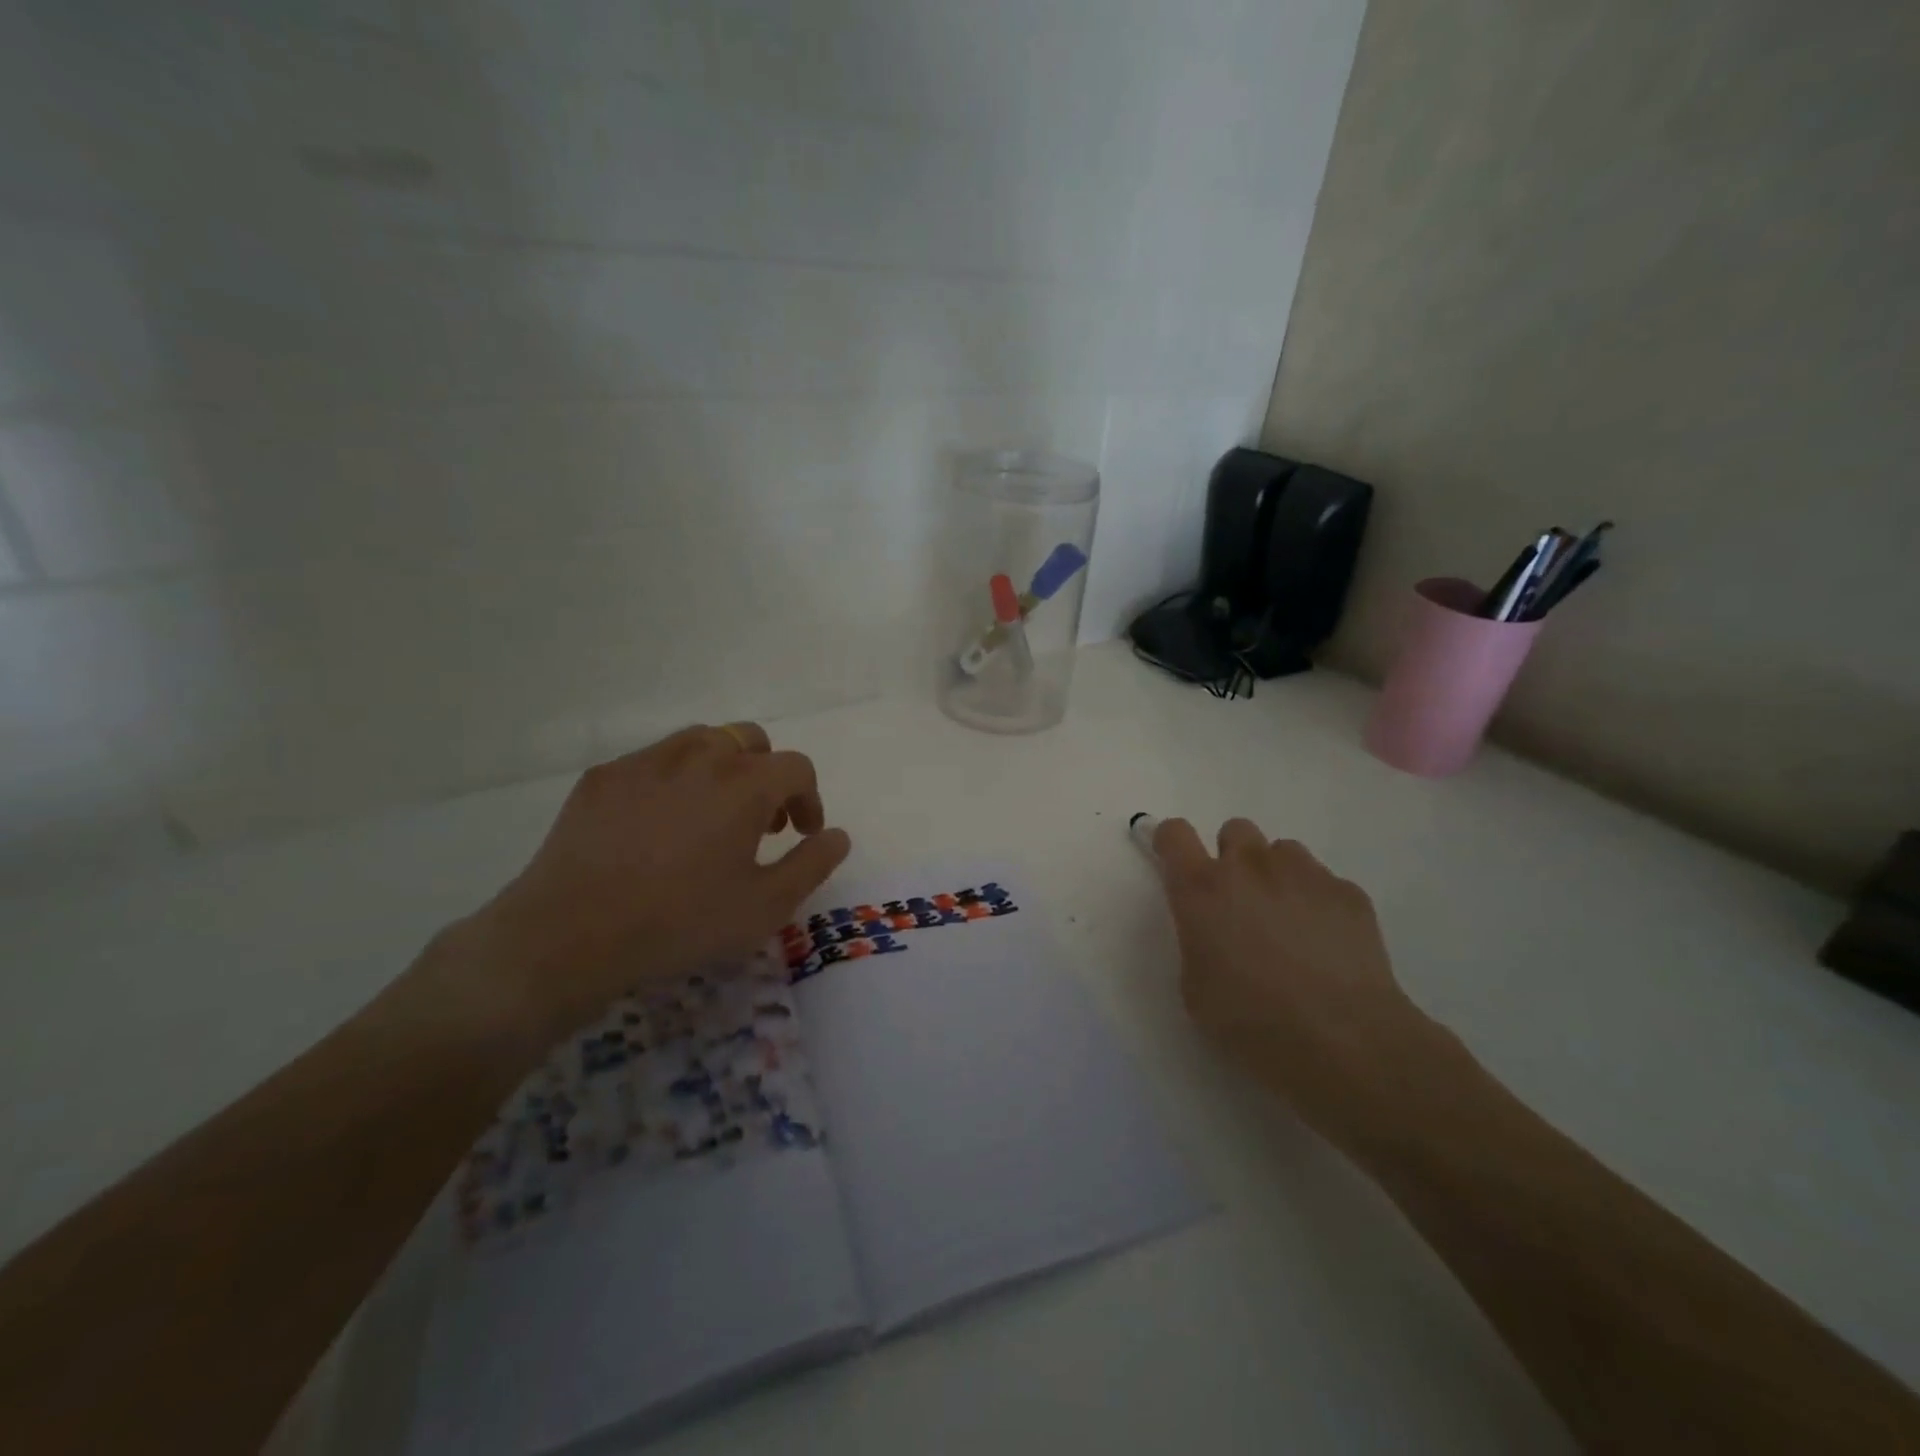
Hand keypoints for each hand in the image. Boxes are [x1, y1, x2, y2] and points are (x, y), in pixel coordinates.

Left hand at [446, 723, 850, 1047]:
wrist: (570, 934)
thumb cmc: (681, 921)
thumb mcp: (765, 906)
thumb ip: (812, 865)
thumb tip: (838, 836)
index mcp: (745, 783)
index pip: (796, 767)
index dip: (809, 798)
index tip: (801, 834)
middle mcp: (699, 756)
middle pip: (749, 740)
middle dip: (766, 774)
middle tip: (759, 822)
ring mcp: (646, 761)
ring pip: (700, 742)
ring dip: (721, 769)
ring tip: (711, 816)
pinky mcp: (603, 776)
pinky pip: (653, 761)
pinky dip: (673, 780)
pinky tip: (657, 826)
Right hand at [1153, 816, 1430, 1129]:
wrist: (1343, 1040)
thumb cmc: (1252, 1022)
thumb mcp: (1195, 989)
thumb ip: (1197, 942)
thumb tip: (1213, 932)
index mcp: (1202, 889)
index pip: (1175, 834)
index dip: (1172, 842)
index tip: (1176, 862)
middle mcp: (1250, 867)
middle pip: (1234, 830)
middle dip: (1232, 857)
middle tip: (1240, 901)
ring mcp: (1304, 874)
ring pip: (1282, 851)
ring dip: (1276, 875)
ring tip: (1288, 922)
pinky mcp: (1348, 892)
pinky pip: (1323, 881)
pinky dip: (1318, 902)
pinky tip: (1328, 945)